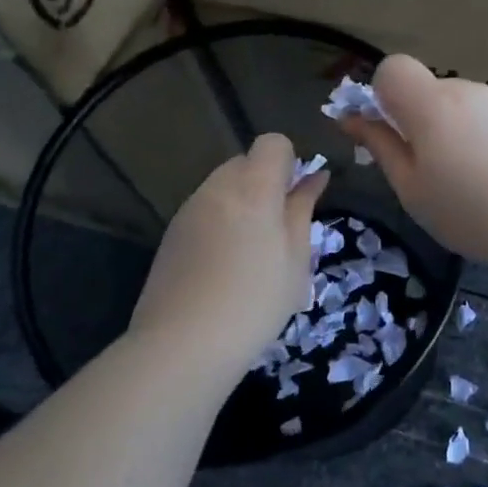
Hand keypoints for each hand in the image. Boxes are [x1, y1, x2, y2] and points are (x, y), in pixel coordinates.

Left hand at [129, 134, 326, 381]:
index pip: (273, 143)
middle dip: (265, 183)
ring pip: (223, 186)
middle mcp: (217, 186)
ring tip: (249, 254)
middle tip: (278, 230)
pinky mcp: (172, 232)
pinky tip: (222, 267)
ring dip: (242, 203)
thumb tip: (316, 176)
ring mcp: (189, 208)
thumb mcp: (296, 260)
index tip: (296, 198)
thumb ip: (303, 209)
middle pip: (246, 162)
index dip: (290, 162)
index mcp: (253, 187)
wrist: (183, 343)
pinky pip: (204, 209)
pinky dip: (219, 222)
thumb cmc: (255, 302)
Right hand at [343, 55, 487, 269]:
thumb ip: (379, 145)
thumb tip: (349, 118)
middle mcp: (463, 90)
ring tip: (461, 183)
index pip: (392, 68)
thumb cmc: (469, 210)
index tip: (387, 135)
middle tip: (422, 172)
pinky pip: (477, 118)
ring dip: (443, 131)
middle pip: (422, 89)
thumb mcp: (411, 187)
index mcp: (430, 103)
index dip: (380, 96)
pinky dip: (471, 138)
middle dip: (412, 120)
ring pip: (451, 105)